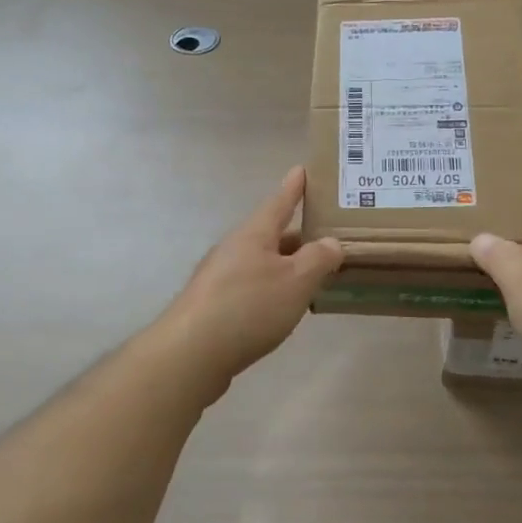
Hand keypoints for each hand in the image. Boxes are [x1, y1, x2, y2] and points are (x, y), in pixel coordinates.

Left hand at [153, 166, 342, 393]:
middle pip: (270, 235)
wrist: (191, 353)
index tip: (302, 169)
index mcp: (253, 234)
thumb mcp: (296, 280)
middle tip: (325, 237)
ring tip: (311, 276)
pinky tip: (281, 309)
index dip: (293, 188)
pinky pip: (250, 288)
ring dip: (284, 266)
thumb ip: (319, 258)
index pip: (279, 202)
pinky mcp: (212, 307)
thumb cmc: (249, 307)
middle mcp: (233, 249)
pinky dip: (271, 290)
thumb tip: (330, 242)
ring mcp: (218, 278)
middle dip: (297, 236)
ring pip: (260, 263)